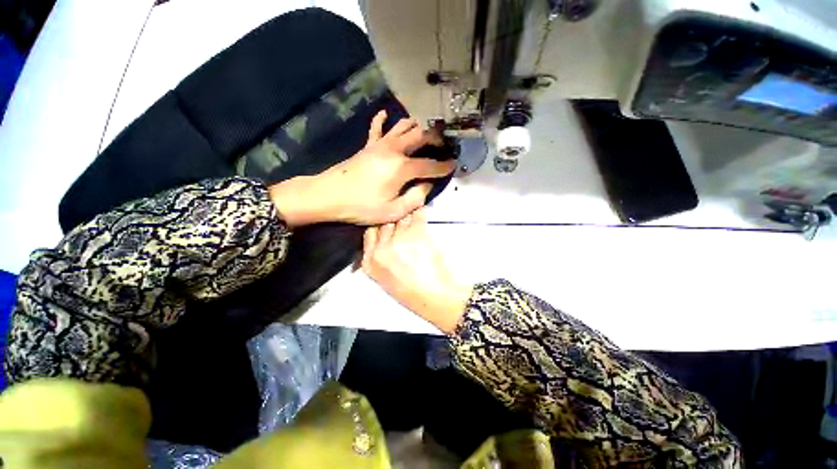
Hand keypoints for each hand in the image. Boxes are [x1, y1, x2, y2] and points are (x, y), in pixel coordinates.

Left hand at [269, 111, 454, 226]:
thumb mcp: (393, 211)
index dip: (444, 166)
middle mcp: (394, 150)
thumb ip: (415, 199)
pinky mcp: (368, 145)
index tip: (454, 165)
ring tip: (427, 132)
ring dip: (418, 126)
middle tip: (445, 144)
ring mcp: (380, 144)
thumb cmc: (362, 207)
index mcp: (402, 168)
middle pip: (421, 135)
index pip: (430, 165)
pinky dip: (384, 120)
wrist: (328, 196)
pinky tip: (388, 115)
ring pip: (404, 126)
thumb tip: (426, 186)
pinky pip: (377, 127)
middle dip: (437, 138)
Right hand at [361, 208, 472, 333]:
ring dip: (406, 214)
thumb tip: (385, 244)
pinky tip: (421, 211)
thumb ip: (381, 261)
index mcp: (370, 263)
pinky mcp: (415, 234)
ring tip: (412, 213)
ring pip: (399, 217)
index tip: (387, 225)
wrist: (434, 297)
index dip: (380, 227)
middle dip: (392, 220)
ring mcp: (398, 241)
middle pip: (383, 223)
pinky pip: (416, 215)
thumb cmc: (413, 294)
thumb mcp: (386, 280)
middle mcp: (381, 250)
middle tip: (401, 218)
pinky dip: (420, 212)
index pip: (369, 234)